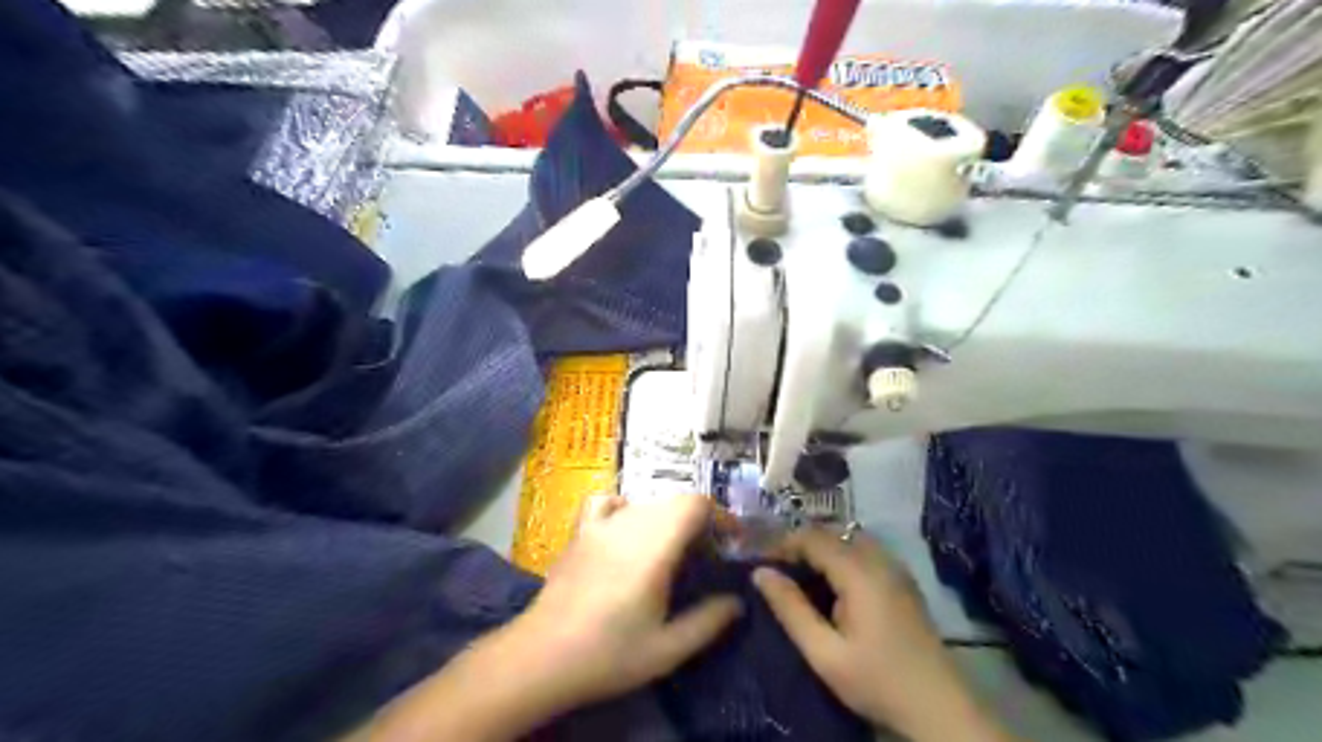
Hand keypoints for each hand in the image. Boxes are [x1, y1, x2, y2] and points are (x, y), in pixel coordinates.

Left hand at [513, 496, 740, 708]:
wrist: (543, 655)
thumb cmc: (609, 653)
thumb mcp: (667, 649)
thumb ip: (708, 622)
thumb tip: (736, 602)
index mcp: (655, 547)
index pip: (695, 504)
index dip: (719, 516)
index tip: (730, 541)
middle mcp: (630, 524)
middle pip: (674, 501)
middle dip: (698, 521)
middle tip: (705, 556)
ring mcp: (601, 524)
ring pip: (646, 502)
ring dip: (667, 519)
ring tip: (671, 551)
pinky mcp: (581, 531)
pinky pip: (608, 502)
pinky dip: (626, 507)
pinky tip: (626, 530)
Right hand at [753, 527, 1013, 741]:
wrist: (939, 707)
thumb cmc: (877, 681)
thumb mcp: (824, 653)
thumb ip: (791, 609)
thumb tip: (760, 573)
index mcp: (859, 572)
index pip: (812, 537)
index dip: (782, 543)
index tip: (759, 562)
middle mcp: (879, 559)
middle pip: (831, 533)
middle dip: (800, 544)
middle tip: (775, 569)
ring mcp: (895, 567)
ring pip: (849, 539)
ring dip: (820, 549)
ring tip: (798, 575)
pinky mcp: (903, 580)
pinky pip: (864, 551)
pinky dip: (840, 556)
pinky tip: (830, 584)